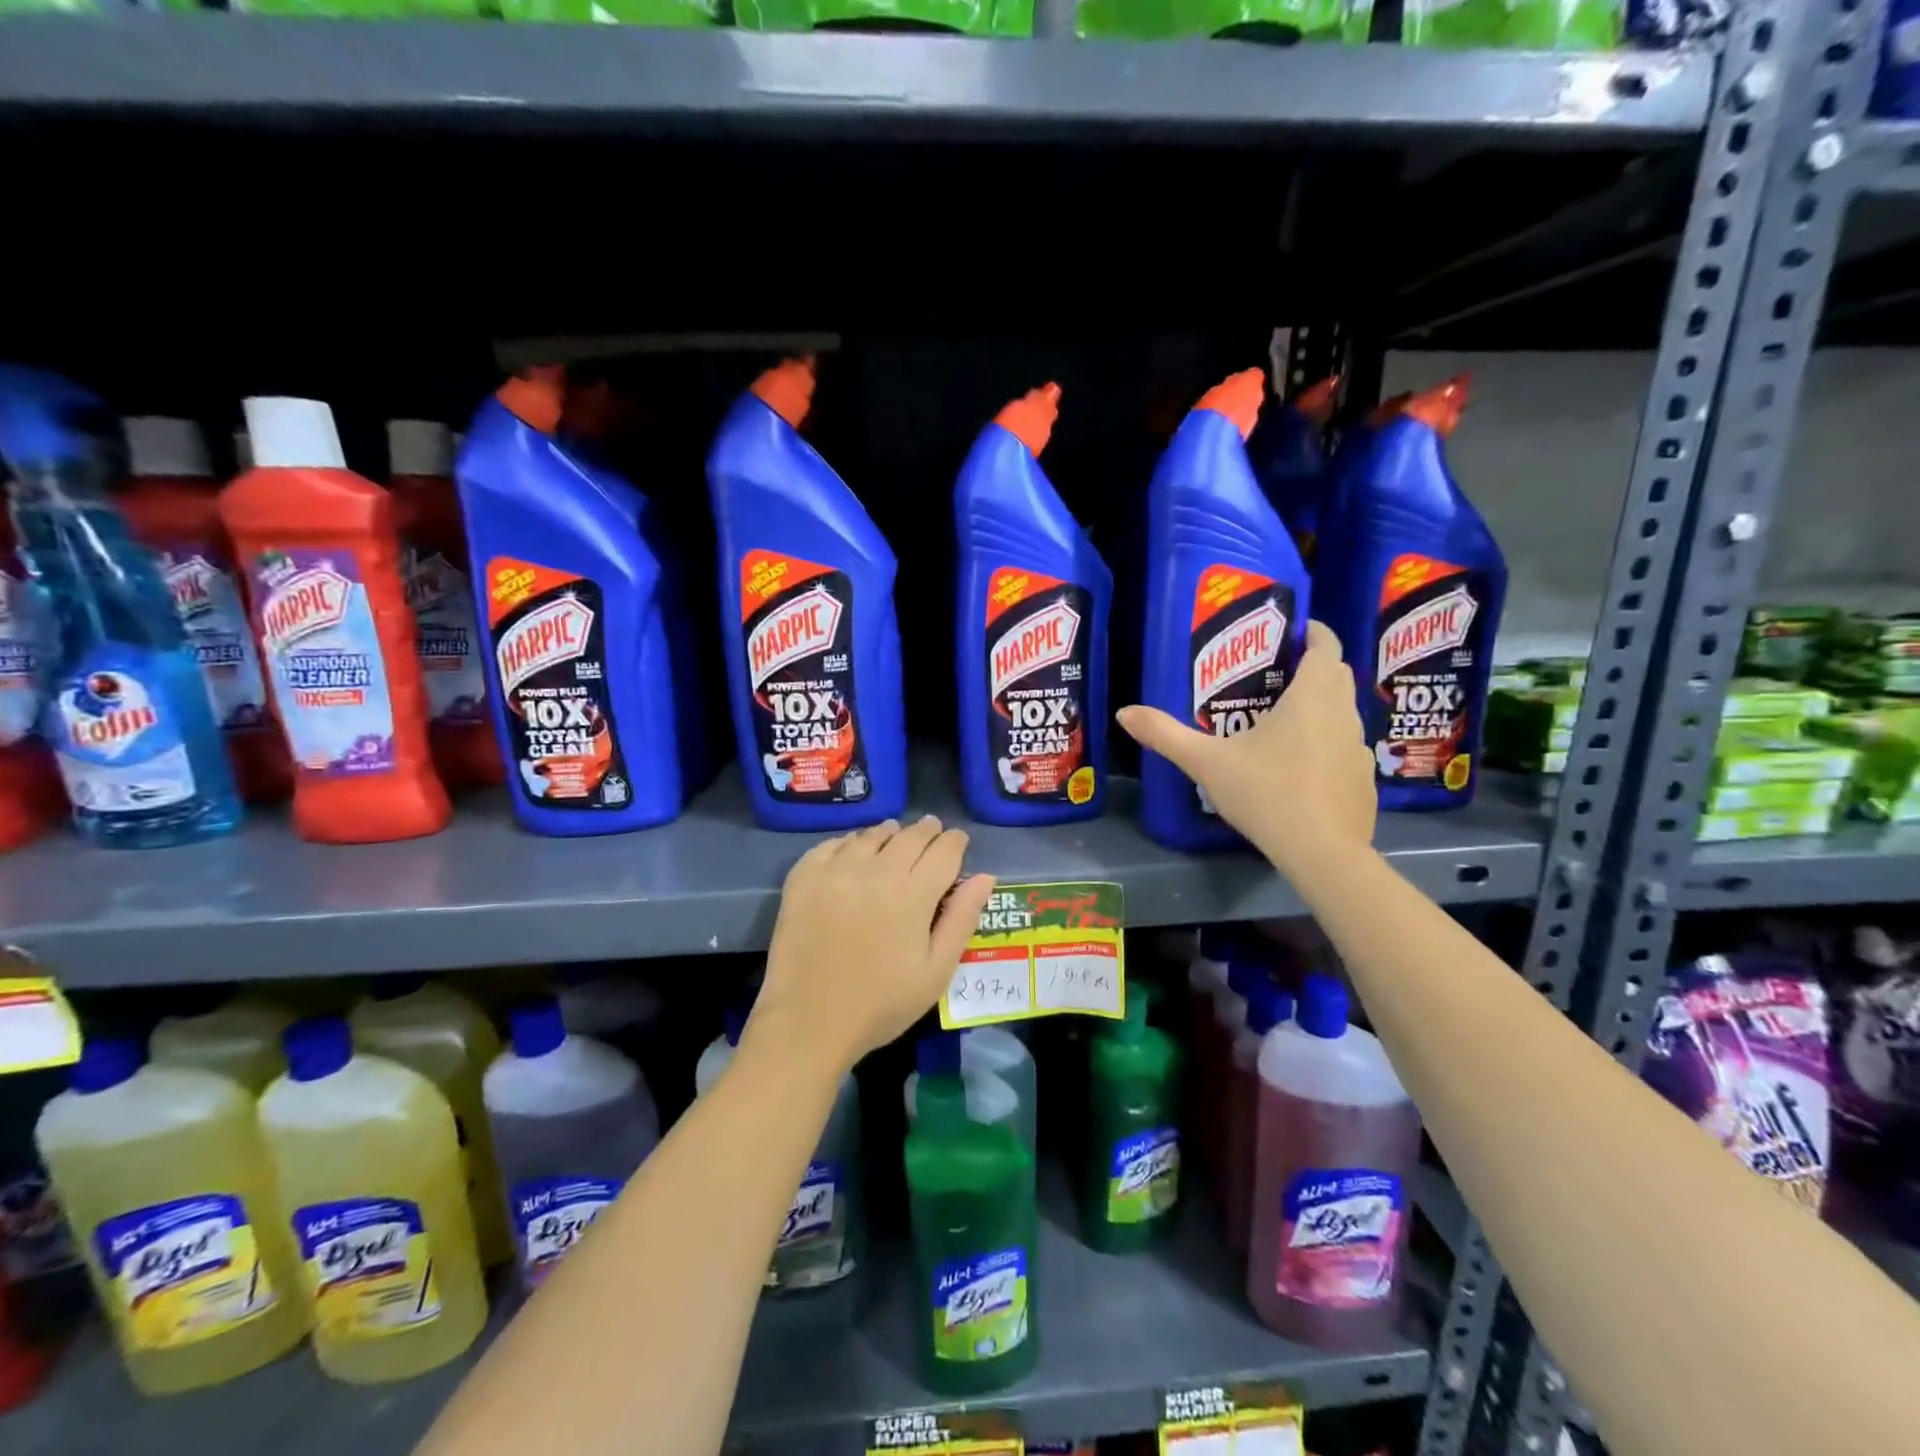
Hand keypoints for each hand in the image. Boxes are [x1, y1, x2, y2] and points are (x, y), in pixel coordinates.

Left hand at [752, 816, 996, 1075]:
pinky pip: (833, 844)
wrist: (807, 1022)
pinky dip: (850, 842)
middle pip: (909, 836)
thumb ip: (962, 919)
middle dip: (927, 831)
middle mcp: (876, 871)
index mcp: (913, 894)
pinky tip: (854, 851)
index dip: (955, 842)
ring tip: (895, 837)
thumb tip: (986, 877)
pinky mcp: (804, 877)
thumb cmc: (881, 1004)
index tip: (958, 842)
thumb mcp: (936, 972)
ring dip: (890, 833)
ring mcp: (836, 870)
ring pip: (872, 835)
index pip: (944, 850)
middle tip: (932, 832)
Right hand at [1117, 620, 1375, 874]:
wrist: (1322, 853)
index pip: (1325, 647)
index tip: (1295, 629)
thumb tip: (1124, 713)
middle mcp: (1343, 714)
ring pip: (1344, 712)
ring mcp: (1359, 749)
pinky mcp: (1364, 780)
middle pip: (1336, 675)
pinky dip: (1329, 745)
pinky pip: (1347, 748)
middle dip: (1313, 667)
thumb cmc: (1266, 793)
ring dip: (1322, 706)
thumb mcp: (1206, 762)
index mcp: (1311, 698)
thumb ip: (1166, 735)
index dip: (1314, 632)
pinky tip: (1302, 768)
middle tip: (1277, 674)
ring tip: (1285, 720)